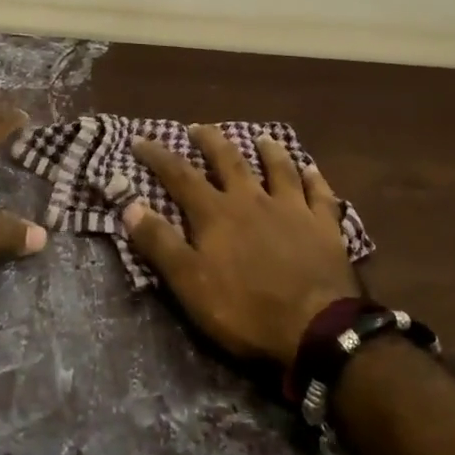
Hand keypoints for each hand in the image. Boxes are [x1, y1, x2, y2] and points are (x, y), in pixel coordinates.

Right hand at [124, 127, 359, 366]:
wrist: (316, 327)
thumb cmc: (246, 309)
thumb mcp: (190, 282)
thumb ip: (160, 243)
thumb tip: (130, 205)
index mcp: (217, 213)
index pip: (180, 175)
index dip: (158, 156)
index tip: (140, 139)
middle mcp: (252, 200)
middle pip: (229, 161)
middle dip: (210, 141)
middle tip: (198, 127)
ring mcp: (292, 209)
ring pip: (279, 169)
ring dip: (268, 151)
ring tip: (261, 137)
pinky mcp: (324, 226)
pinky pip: (320, 194)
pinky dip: (314, 179)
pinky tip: (312, 170)